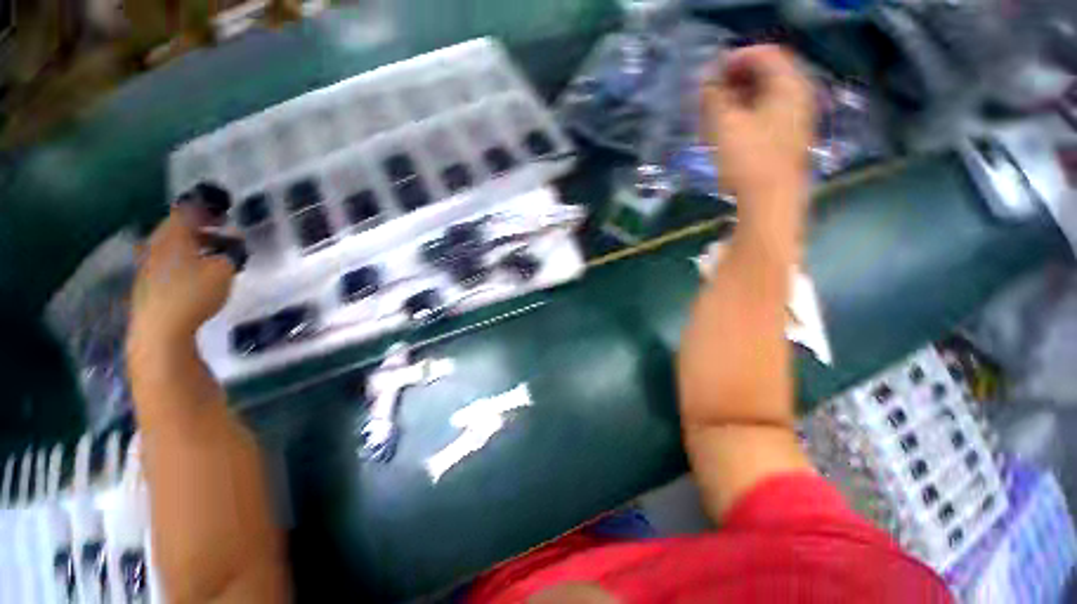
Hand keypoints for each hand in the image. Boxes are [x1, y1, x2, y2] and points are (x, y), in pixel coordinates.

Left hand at [129, 209, 234, 349]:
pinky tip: (197, 270)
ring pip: (172, 244)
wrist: (159, 329)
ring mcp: (148, 263)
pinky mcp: (147, 281)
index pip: (188, 210)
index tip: (224, 210)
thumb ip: (231, 253)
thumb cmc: (193, 293)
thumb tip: (235, 242)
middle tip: (221, 231)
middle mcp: (157, 243)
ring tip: (214, 252)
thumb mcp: (224, 271)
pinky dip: (184, 258)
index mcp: (174, 235)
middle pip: (177, 226)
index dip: (206, 207)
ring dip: (192, 243)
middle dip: (200, 226)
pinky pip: (167, 259)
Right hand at [703, 45, 814, 199]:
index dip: (736, 59)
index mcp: (789, 85)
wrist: (770, 201)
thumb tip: (706, 78)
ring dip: (739, 100)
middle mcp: (799, 96)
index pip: (765, 54)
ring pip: (767, 97)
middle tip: (711, 96)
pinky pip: (768, 115)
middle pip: (768, 74)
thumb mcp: (725, 125)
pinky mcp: (789, 139)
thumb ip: (714, 96)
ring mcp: (797, 119)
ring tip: (716, 116)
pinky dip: (748, 116)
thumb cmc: (748, 159)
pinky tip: (730, 132)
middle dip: (736, 81)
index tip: (711, 75)